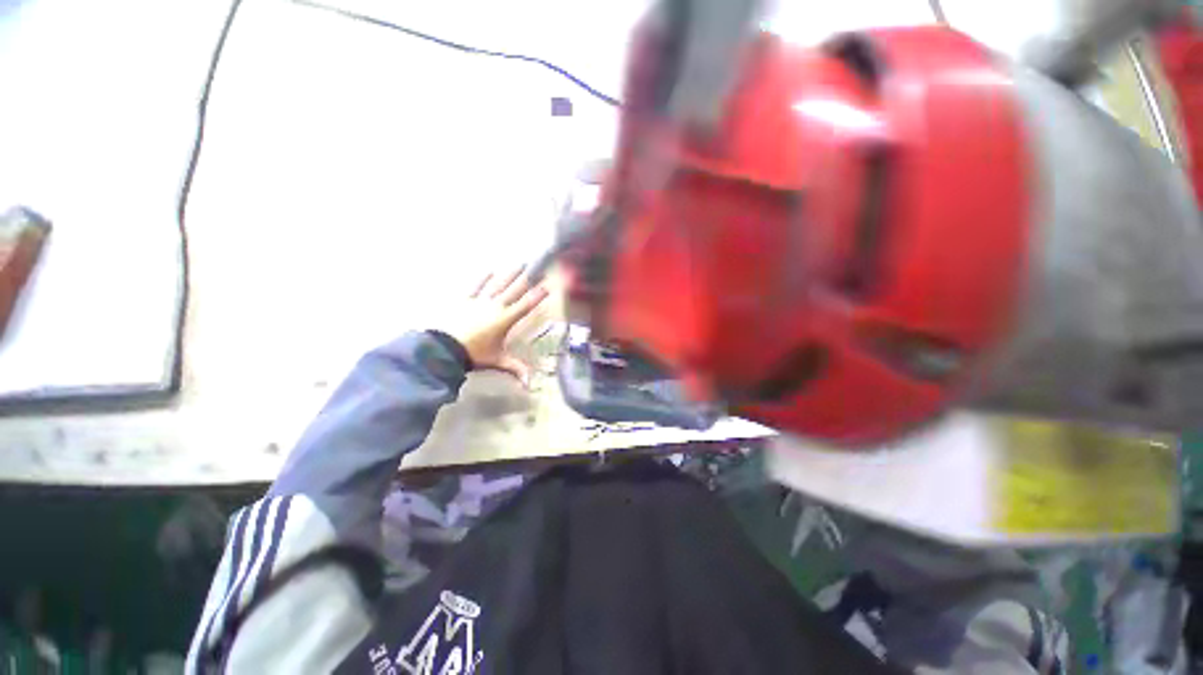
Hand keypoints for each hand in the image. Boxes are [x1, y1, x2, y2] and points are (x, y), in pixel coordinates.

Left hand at [447, 267, 549, 385]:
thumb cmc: (474, 354)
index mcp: (505, 319)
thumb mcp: (497, 361)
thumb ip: (515, 369)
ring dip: (509, 274)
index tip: (547, 286)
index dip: (537, 296)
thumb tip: (530, 384)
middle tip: (536, 267)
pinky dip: (483, 277)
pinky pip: (476, 285)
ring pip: (498, 284)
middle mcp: (495, 306)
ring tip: (519, 263)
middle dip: (527, 278)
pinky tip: (490, 269)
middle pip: (514, 290)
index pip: (526, 305)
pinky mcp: (464, 299)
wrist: (444, 347)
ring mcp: (479, 300)